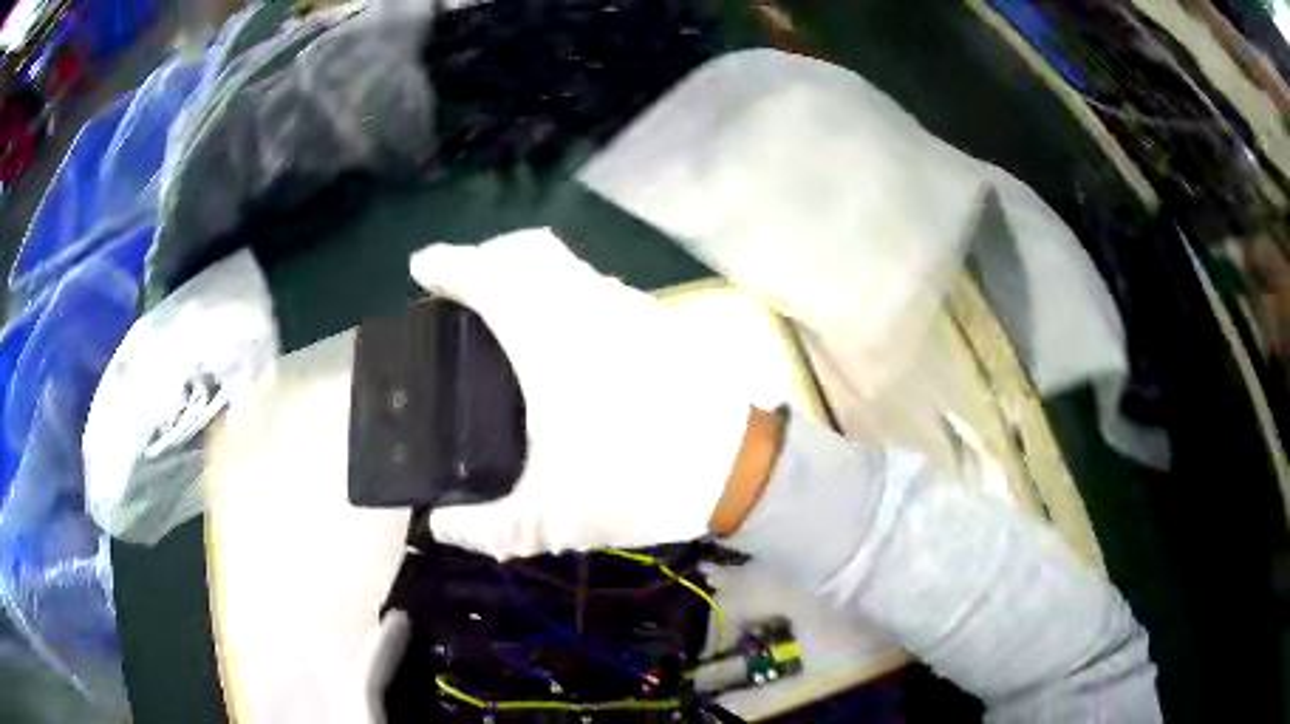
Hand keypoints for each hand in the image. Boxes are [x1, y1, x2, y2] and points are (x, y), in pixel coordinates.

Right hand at [409, 228, 769, 557]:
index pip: (486, 275)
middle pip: (526, 249)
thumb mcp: (551, 520)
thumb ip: (485, 529)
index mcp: (550, 338)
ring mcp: (627, 305)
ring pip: (564, 262)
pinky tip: (561, 333)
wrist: (741, 467)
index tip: (421, 268)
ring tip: (504, 309)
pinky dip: (561, 287)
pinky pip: (593, 282)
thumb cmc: (641, 484)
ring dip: (526, 270)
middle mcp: (587, 304)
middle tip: (461, 288)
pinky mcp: (655, 318)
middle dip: (486, 256)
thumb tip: (439, 526)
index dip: (447, 264)